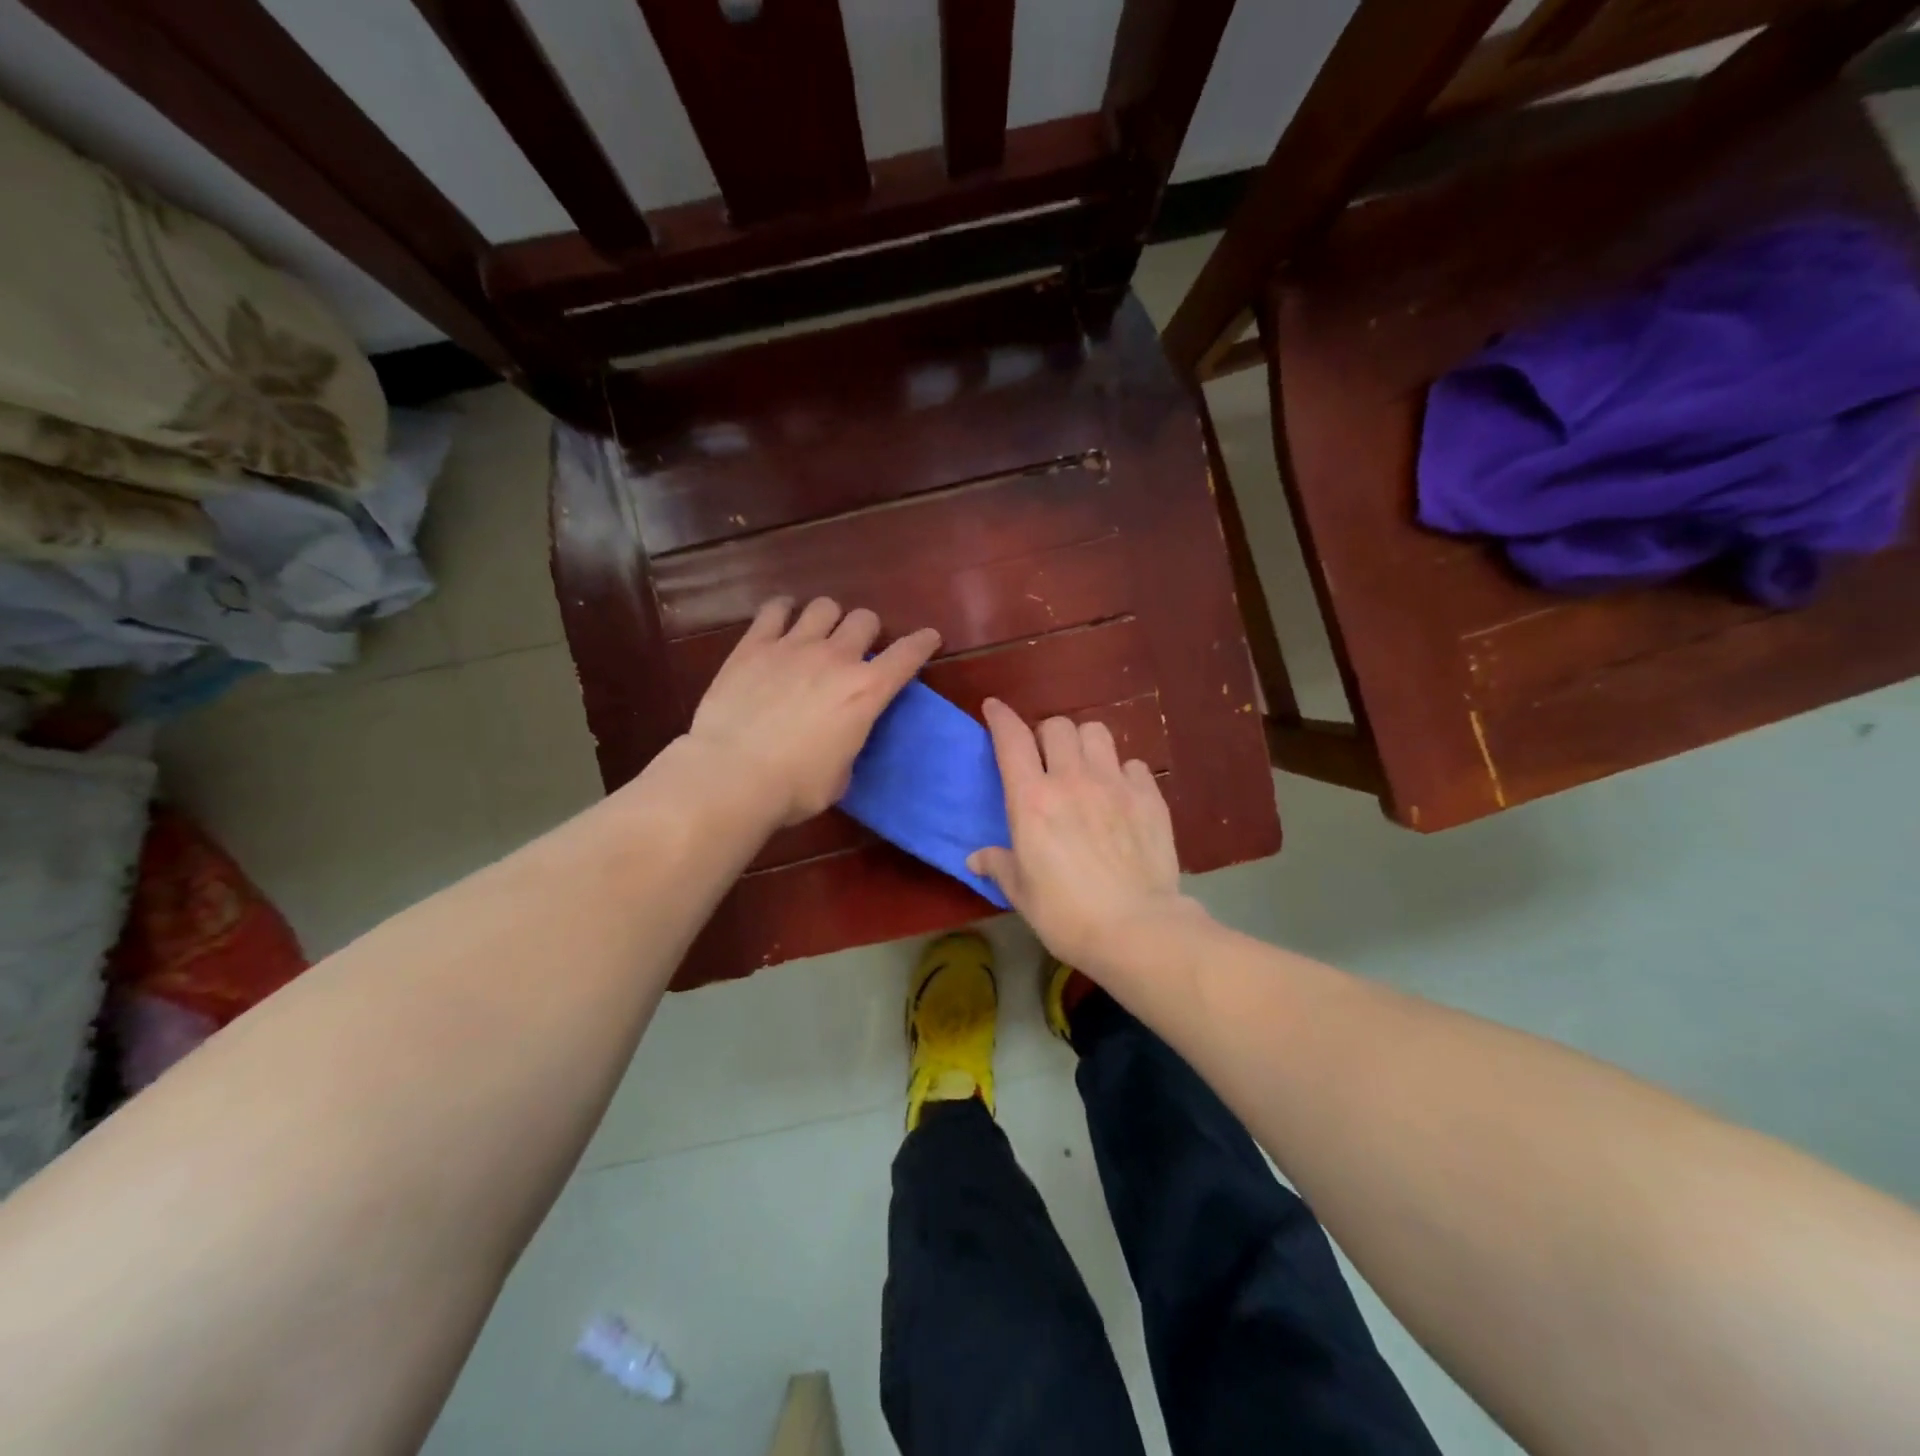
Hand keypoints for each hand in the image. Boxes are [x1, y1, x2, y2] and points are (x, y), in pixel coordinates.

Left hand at [686, 597, 940, 826]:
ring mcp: (793, 646)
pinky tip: (780, 621)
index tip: (928, 638)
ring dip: (828, 618)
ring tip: (818, 633)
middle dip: (867, 631)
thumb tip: (838, 740)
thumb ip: (847, 746)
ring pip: (824, 606)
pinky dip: (783, 611)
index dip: (922, 643)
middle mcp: (836, 658)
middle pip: (865, 619)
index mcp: (866, 692)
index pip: (907, 654)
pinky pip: (774, 609)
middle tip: (856, 649)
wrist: (732, 776)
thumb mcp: (840, 776)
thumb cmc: (794, 787)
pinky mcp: (754, 645)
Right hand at [967, 699, 1205, 973]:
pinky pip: (1133, 764)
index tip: (994, 708)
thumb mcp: (1022, 893)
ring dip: (1085, 742)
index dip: (1000, 717)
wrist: (1136, 929)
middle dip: (1047, 734)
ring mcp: (1115, 784)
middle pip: (1057, 726)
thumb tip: (976, 860)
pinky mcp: (1149, 797)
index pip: (1011, 739)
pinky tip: (1121, 793)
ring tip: (1085, 766)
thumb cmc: (1066, 914)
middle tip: (1047, 758)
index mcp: (1032, 799)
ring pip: (1097, 732)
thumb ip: (999, 866)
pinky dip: (1122, 771)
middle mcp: (1072, 779)